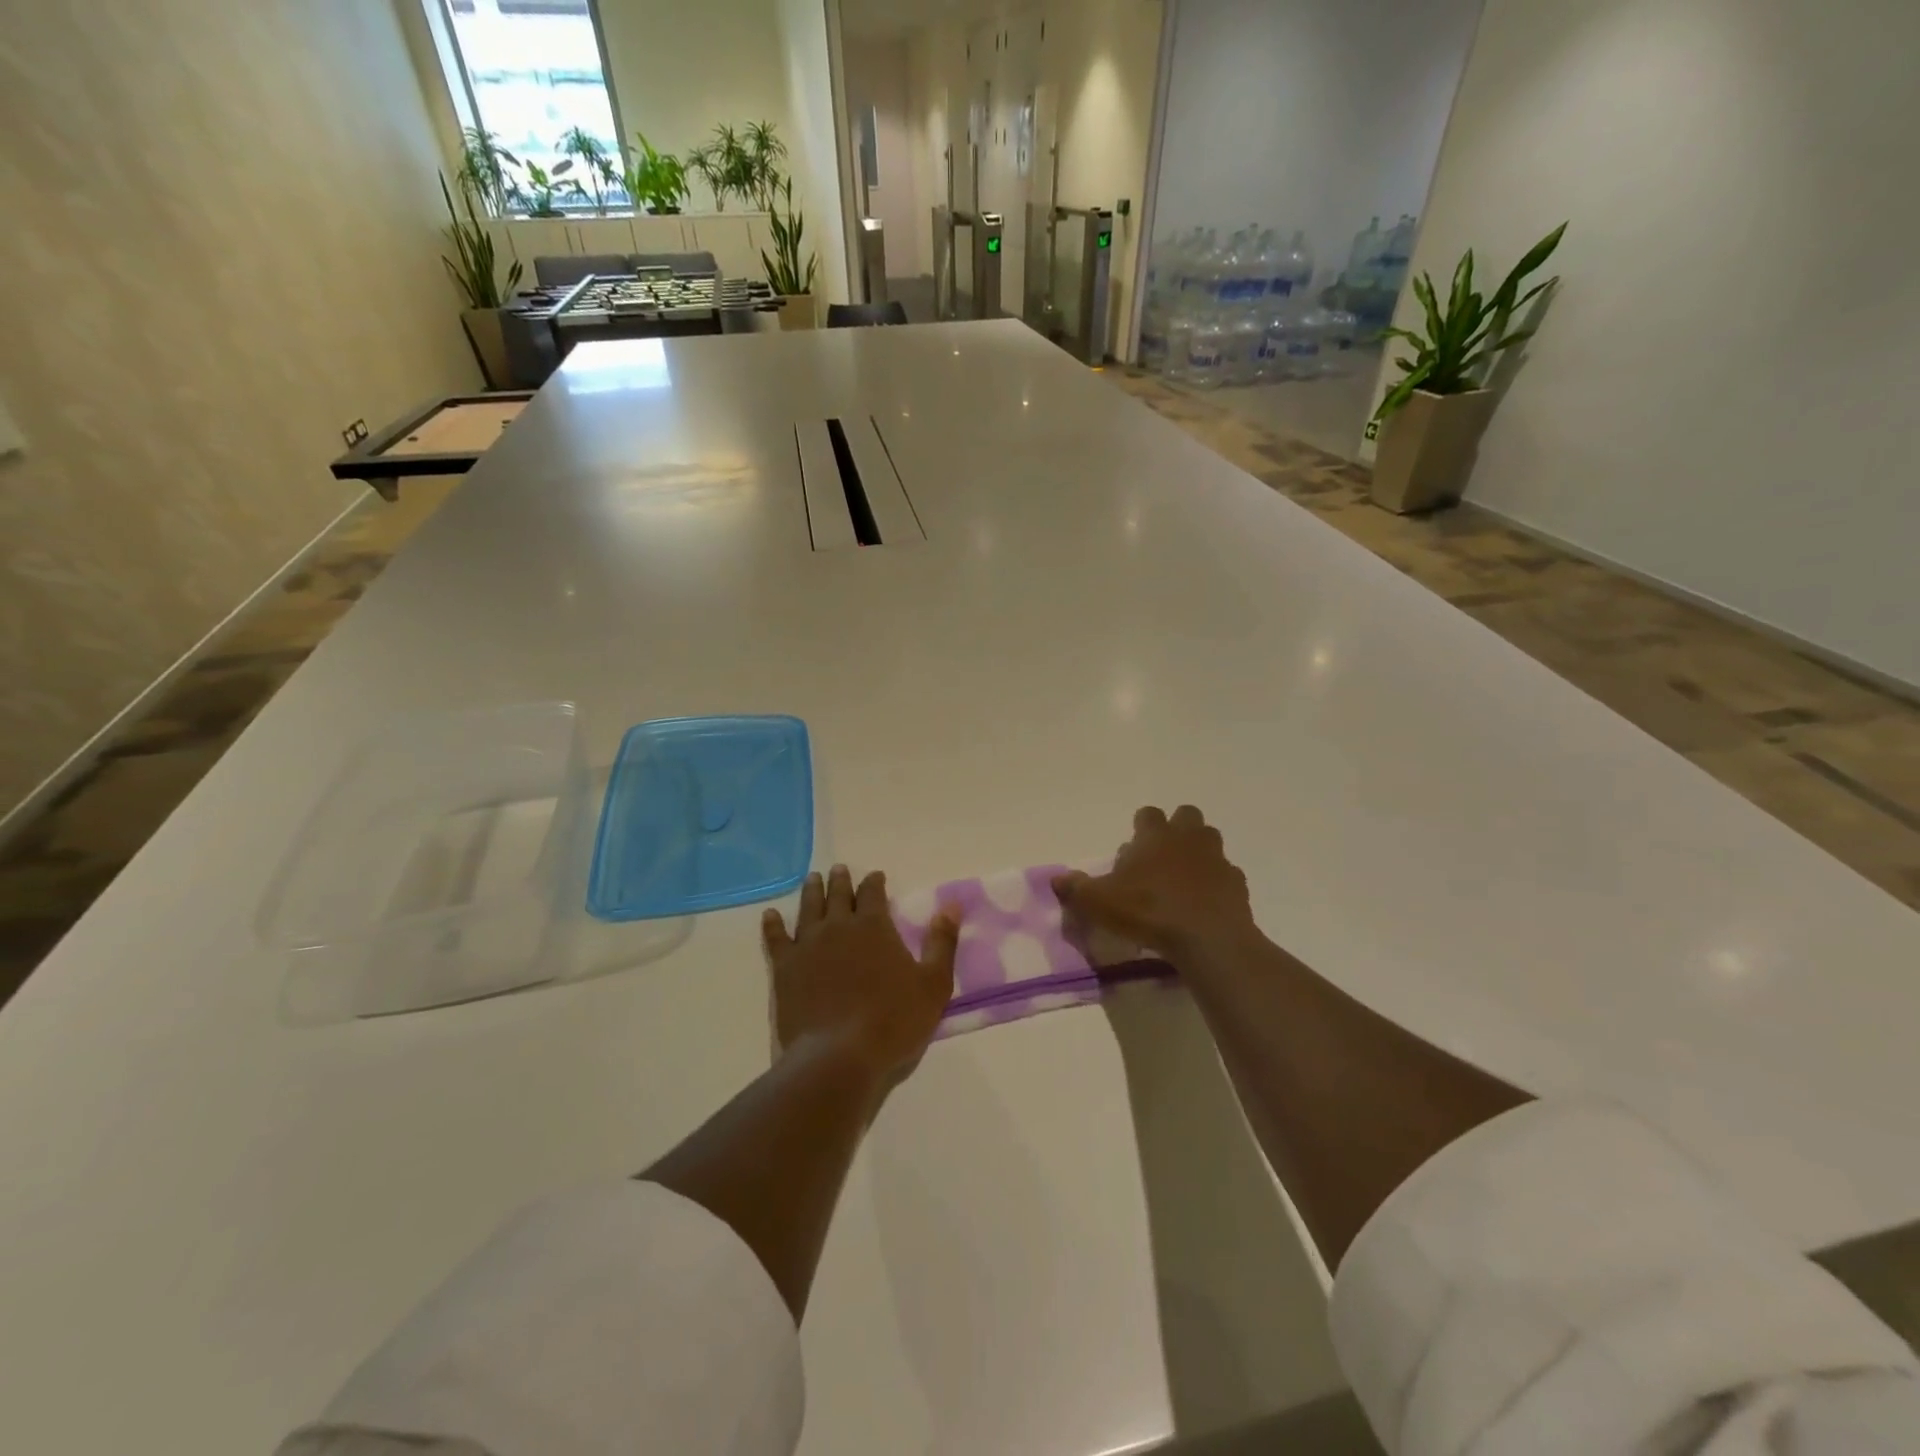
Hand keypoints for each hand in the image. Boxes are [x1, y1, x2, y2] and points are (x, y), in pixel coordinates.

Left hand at [763, 865, 959, 1085]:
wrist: (838, 1056)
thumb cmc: (893, 1021)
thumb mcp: (933, 984)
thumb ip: (942, 942)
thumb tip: (951, 904)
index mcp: (874, 926)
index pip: (873, 893)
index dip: (874, 882)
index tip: (875, 875)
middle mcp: (839, 926)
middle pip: (838, 895)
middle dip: (841, 880)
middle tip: (838, 869)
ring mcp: (808, 945)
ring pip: (808, 908)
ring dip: (811, 891)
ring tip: (812, 879)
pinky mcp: (784, 968)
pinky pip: (776, 939)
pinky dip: (773, 925)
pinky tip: (770, 915)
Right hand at [1053, 805, 1257, 964]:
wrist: (1207, 938)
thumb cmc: (1148, 911)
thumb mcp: (1100, 903)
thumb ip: (1077, 889)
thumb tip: (1056, 879)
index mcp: (1155, 836)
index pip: (1148, 813)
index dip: (1141, 825)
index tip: (1134, 845)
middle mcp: (1188, 838)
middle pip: (1186, 815)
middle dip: (1176, 828)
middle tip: (1161, 855)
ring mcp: (1216, 859)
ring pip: (1210, 839)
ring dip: (1198, 850)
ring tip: (1184, 876)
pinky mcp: (1236, 883)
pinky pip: (1226, 873)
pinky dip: (1216, 882)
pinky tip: (1205, 901)